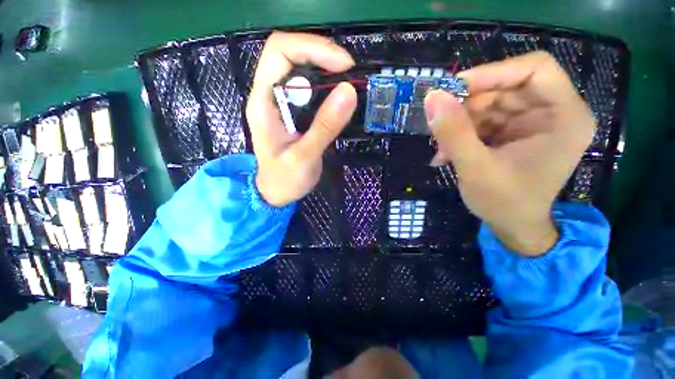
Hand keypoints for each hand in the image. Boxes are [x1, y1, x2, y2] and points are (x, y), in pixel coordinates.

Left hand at [246, 32, 357, 206]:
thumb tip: (349, 91)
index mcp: (263, 102)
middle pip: (290, 54)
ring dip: (326, 69)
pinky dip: (327, 85)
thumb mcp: (304, 157)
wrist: (277, 192)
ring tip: (349, 81)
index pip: (279, 52)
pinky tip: (340, 96)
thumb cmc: (284, 179)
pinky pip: (310, 88)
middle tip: (350, 72)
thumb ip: (324, 127)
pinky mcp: (294, 111)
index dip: (312, 48)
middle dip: (322, 55)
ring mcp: (282, 102)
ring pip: (301, 68)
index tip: (343, 65)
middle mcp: (269, 95)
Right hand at [424, 52, 594, 255]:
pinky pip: (484, 119)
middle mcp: (553, 112)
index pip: (534, 69)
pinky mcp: (514, 131)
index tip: (452, 90)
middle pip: (506, 86)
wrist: (513, 226)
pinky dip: (462, 131)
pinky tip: (448, 151)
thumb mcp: (475, 168)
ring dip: (460, 122)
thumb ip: (454, 132)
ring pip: (490, 103)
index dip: (492, 73)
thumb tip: (431, 98)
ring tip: (442, 147)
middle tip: (440, 125)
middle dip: (468, 105)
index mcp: (565, 117)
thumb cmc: (504, 203)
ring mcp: (532, 121)